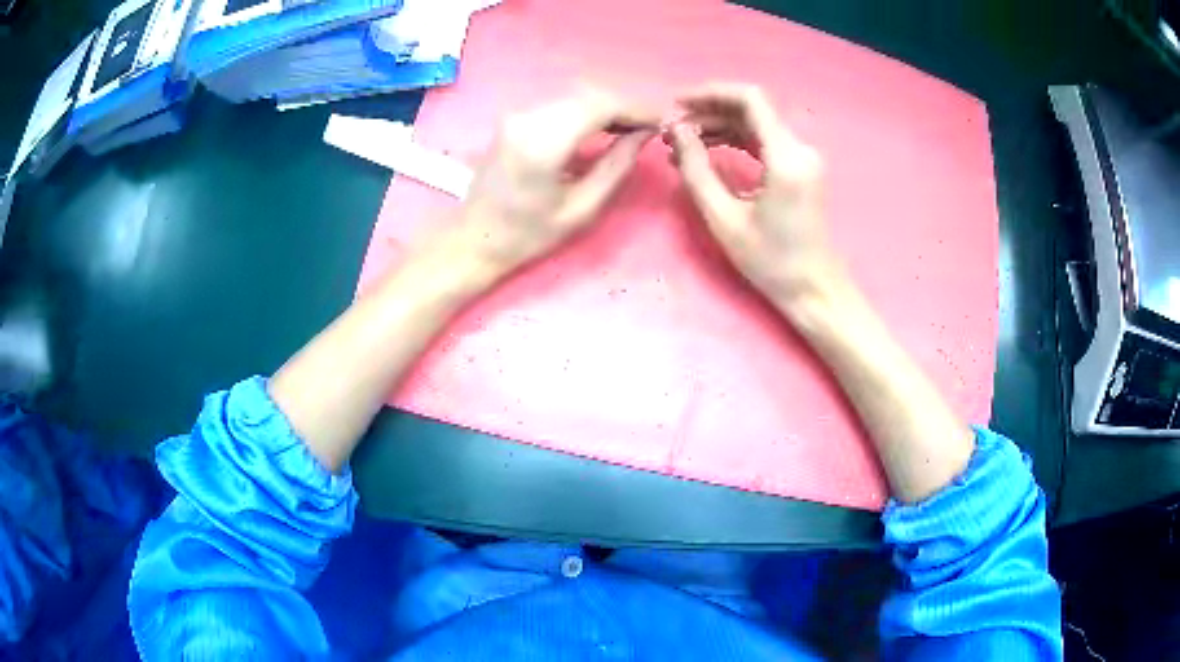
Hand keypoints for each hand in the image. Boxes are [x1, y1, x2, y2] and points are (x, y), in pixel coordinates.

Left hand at [455, 90, 658, 274]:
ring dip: (607, 106)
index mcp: (543, 143)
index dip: (636, 109)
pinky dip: (587, 110)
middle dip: (624, 106)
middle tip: (649, 127)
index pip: (600, 106)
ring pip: (575, 95)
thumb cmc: (528, 234)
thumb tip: (644, 134)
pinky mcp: (514, 117)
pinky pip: (560, 103)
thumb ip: (617, 166)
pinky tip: (603, 126)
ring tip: (631, 128)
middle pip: (589, 94)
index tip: (662, 121)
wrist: (474, 238)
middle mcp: (527, 117)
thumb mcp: (582, 209)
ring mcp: (517, 114)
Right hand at [667, 83, 846, 308]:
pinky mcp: (801, 168)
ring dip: (719, 126)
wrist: (814, 289)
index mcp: (786, 157)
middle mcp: (800, 148)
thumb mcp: (724, 218)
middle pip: (751, 108)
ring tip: (682, 142)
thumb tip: (676, 130)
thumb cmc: (771, 262)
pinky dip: (736, 140)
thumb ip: (696, 169)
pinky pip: (764, 141)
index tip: (677, 103)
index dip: (710, 93)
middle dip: (709, 111)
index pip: (750, 99)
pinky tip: (708, 150)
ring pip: (756, 123)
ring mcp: (803, 157)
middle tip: (673, 129)